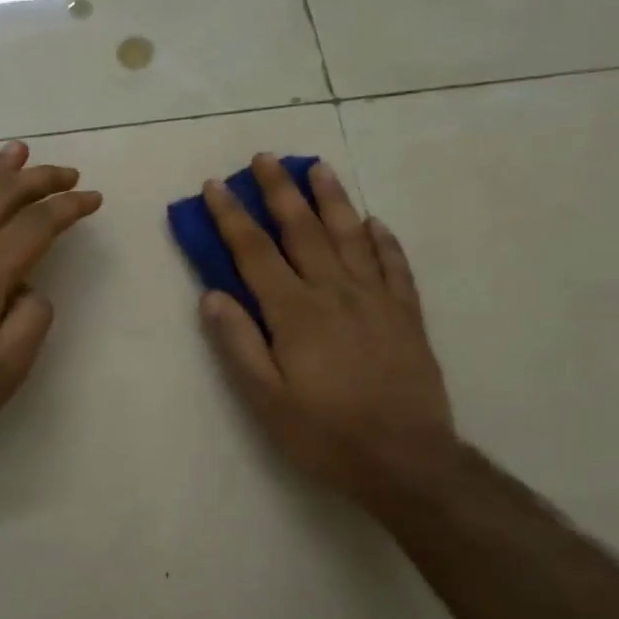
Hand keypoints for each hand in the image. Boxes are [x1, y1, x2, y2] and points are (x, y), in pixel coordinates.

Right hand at [199, 154, 455, 494]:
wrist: (406, 460)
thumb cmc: (325, 433)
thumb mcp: (265, 399)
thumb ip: (238, 343)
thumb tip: (212, 295)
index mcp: (295, 311)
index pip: (255, 252)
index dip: (232, 217)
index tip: (216, 186)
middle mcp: (335, 292)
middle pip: (303, 229)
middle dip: (280, 190)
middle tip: (265, 157)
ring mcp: (376, 299)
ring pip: (351, 235)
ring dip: (332, 198)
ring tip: (318, 166)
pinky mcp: (406, 314)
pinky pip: (394, 265)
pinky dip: (383, 239)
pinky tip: (374, 222)